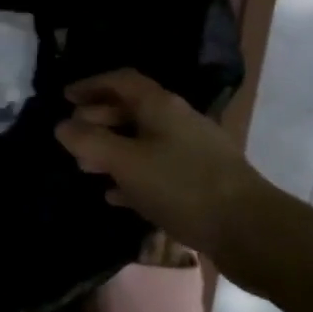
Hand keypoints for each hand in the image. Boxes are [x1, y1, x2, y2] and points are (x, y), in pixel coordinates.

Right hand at [54, 69, 274, 286]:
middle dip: (99, 119)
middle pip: (132, 109)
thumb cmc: (182, 187)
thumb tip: (62, 125)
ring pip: (143, 141)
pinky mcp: (200, 182)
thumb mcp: (127, 162)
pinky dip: (132, 176)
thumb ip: (90, 141)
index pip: (122, 80)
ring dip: (113, 149)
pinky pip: (157, 170)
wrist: (250, 230)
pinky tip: (115, 196)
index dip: (92, 84)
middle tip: (72, 135)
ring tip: (86, 167)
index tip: (65, 96)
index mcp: (161, 106)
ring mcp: (192, 152)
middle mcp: (178, 121)